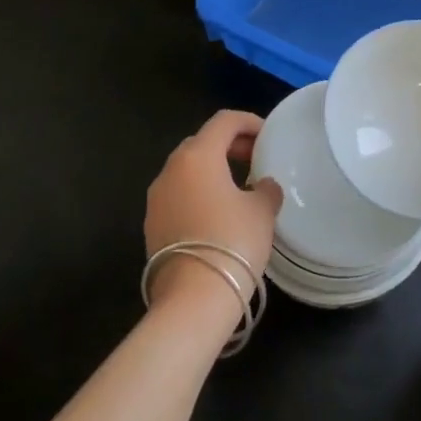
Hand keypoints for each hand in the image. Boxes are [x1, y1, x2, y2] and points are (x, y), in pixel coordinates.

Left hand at [144, 110, 281, 318]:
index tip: (268, 136)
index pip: (224, 121)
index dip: (249, 122)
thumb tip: (262, 186)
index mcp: (198, 156)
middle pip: (201, 142)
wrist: (193, 298)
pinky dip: (199, 193)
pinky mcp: (152, 225)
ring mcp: (156, 199)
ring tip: (239, 187)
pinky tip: (219, 214)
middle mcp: (171, 170)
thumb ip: (265, 189)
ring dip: (212, 170)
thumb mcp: (262, 210)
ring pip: (187, 170)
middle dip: (229, 145)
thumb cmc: (233, 241)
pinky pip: (178, 196)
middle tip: (255, 158)